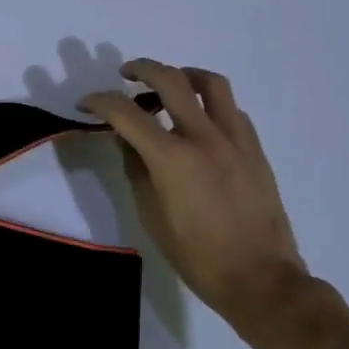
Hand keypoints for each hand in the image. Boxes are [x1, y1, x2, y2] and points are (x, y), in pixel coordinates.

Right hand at [82, 60, 307, 332]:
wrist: (261, 280)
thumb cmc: (197, 256)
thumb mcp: (150, 215)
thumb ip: (136, 169)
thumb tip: (127, 139)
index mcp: (172, 158)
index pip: (126, 112)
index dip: (100, 102)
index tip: (86, 103)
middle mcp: (204, 137)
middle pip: (170, 80)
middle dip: (142, 69)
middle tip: (126, 74)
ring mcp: (235, 140)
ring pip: (210, 83)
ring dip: (183, 75)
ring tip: (169, 83)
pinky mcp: (255, 149)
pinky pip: (231, 109)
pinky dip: (209, 103)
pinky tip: (200, 119)